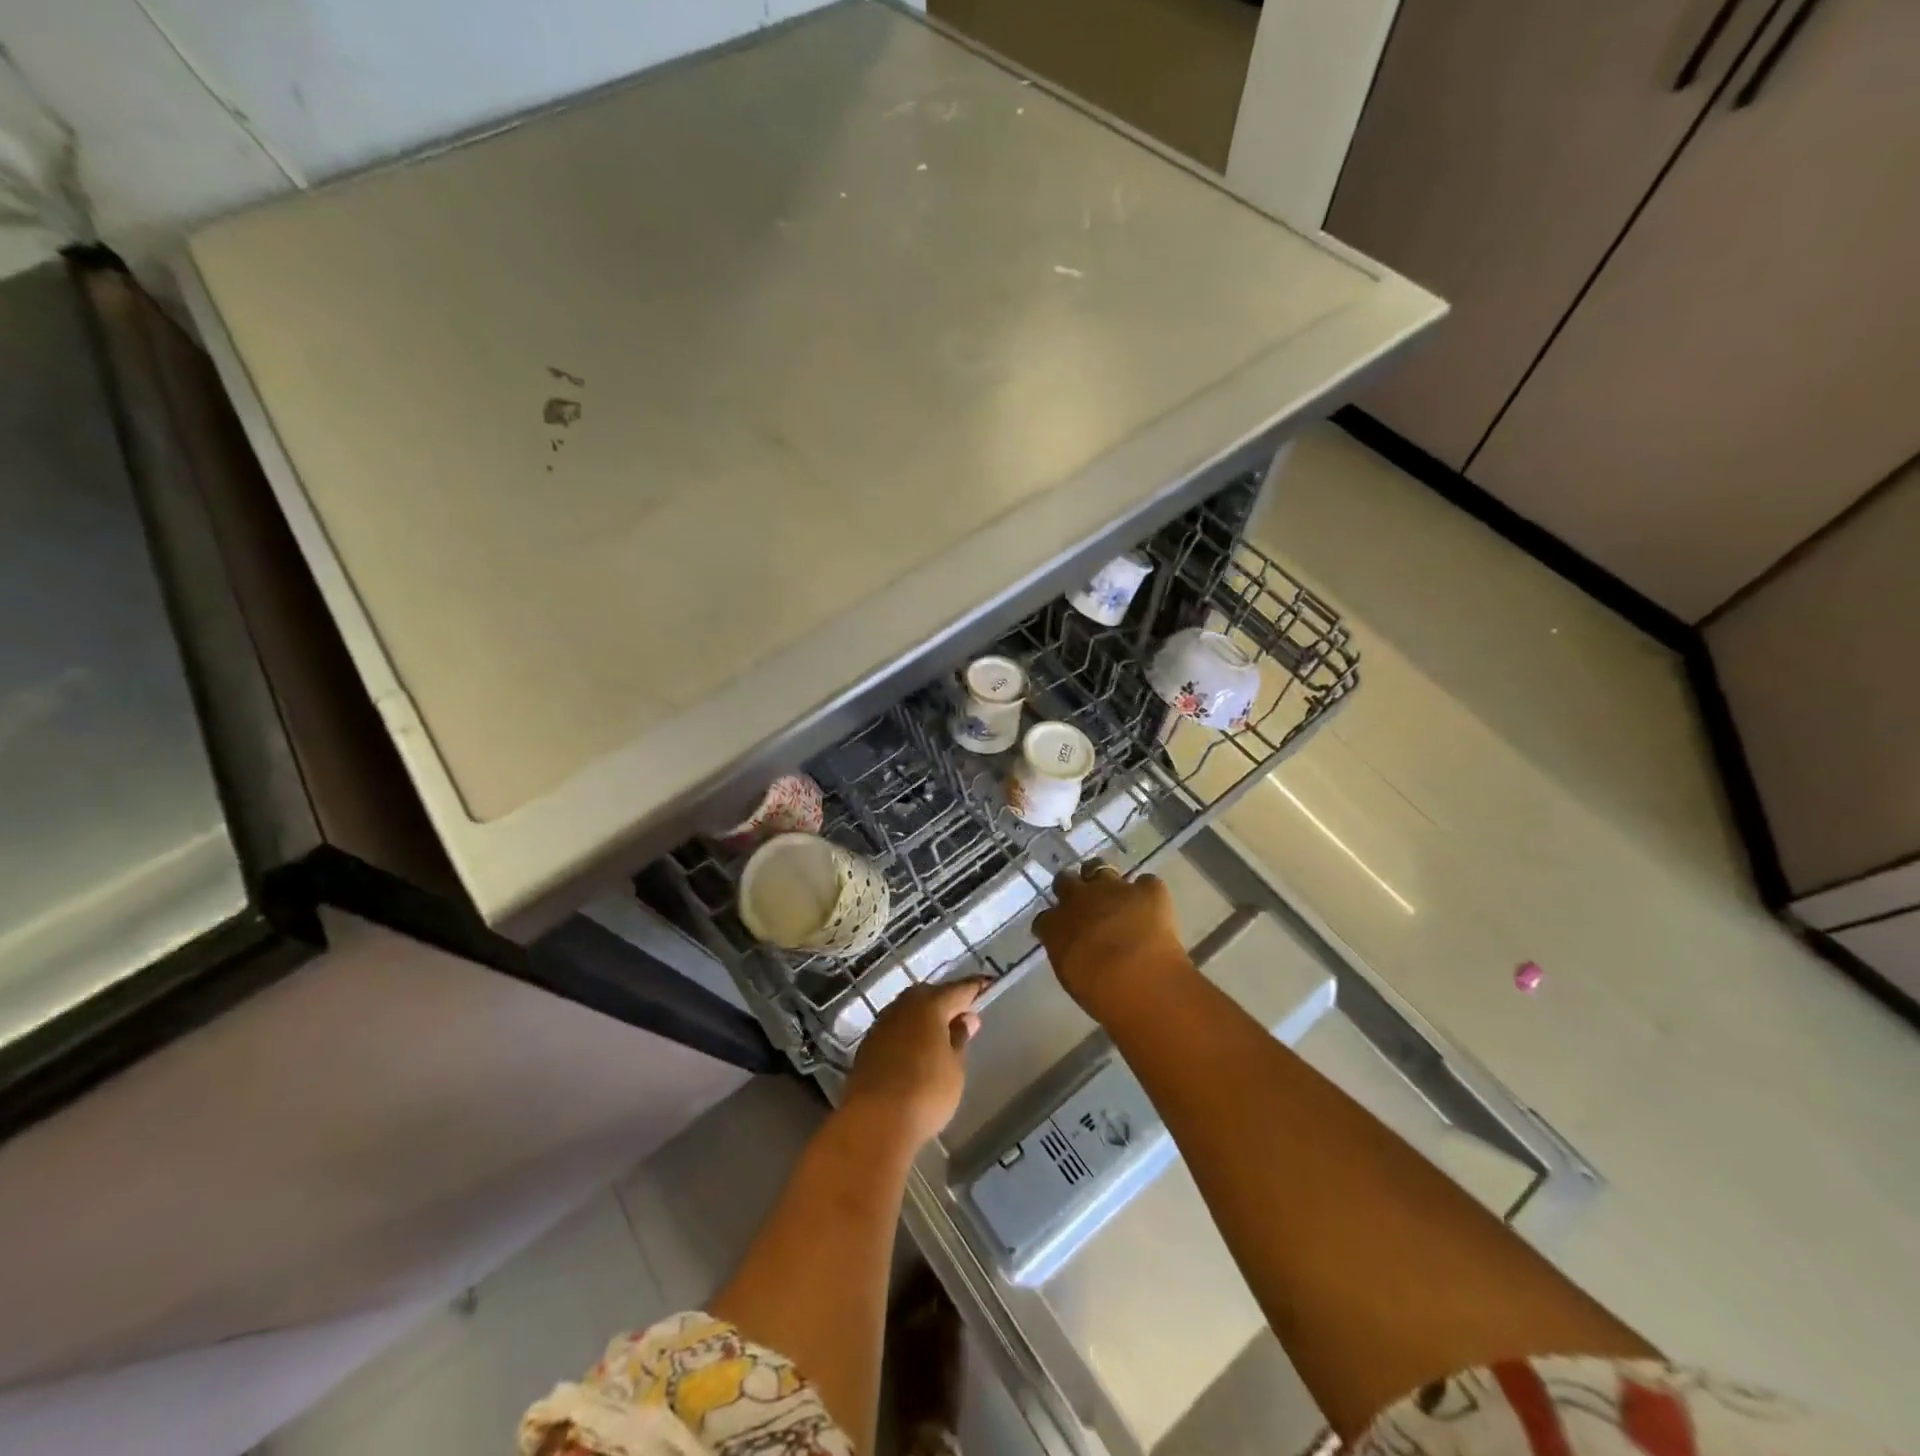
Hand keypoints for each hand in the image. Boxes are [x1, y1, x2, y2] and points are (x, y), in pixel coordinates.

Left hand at [842, 979, 984, 1148]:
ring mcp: (882, 1025)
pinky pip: (895, 1030)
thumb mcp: (954, 1068)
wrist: (874, 1123)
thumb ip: (959, 1039)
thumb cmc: (925, 1092)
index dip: (975, 988)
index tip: (988, 984)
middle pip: (929, 995)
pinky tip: (916, 1050)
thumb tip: (965, 1019)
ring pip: (909, 1011)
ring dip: (925, 1017)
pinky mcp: (868, 1046)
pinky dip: (909, 1034)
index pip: (959, 990)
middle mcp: (903, 1007)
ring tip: (941, 1033)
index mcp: (930, 1005)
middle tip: (963, 1013)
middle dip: (946, 1001)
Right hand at [1033, 862, 1191, 1019]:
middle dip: (1071, 888)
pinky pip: (1145, 882)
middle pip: (1065, 880)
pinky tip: (1153, 907)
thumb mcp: (1072, 978)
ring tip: (1114, 894)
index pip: (1044, 918)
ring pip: (1099, 867)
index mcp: (1055, 925)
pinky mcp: (1146, 889)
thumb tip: (1075, 951)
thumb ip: (1068, 955)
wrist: (1140, 978)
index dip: (1054, 922)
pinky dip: (1147, 893)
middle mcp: (1079, 898)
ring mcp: (1113, 888)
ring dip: (1103, 878)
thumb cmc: (1101, 993)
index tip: (1060, 932)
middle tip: (1083, 904)